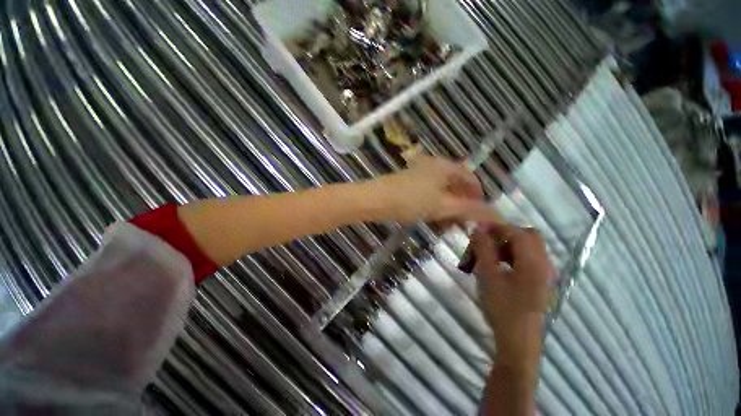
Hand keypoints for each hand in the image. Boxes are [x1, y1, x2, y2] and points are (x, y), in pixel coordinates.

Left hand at [372, 156, 501, 224]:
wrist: (376, 200)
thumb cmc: (411, 201)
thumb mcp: (443, 206)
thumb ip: (470, 210)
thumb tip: (499, 216)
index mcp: (445, 166)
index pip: (471, 178)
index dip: (478, 196)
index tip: (478, 215)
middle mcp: (434, 165)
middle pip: (456, 184)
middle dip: (461, 204)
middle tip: (461, 222)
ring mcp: (420, 172)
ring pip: (441, 190)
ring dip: (447, 206)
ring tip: (447, 223)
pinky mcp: (409, 182)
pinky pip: (429, 192)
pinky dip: (434, 204)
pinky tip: (432, 217)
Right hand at [471, 225, 552, 380]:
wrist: (518, 341)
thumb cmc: (502, 308)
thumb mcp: (488, 276)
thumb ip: (483, 249)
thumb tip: (478, 229)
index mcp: (533, 262)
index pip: (516, 232)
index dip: (496, 227)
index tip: (478, 228)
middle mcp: (544, 264)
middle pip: (528, 236)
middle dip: (505, 235)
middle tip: (486, 242)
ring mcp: (544, 273)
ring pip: (527, 248)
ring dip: (507, 246)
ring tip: (488, 256)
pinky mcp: (540, 281)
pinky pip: (527, 259)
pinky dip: (512, 256)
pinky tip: (497, 267)